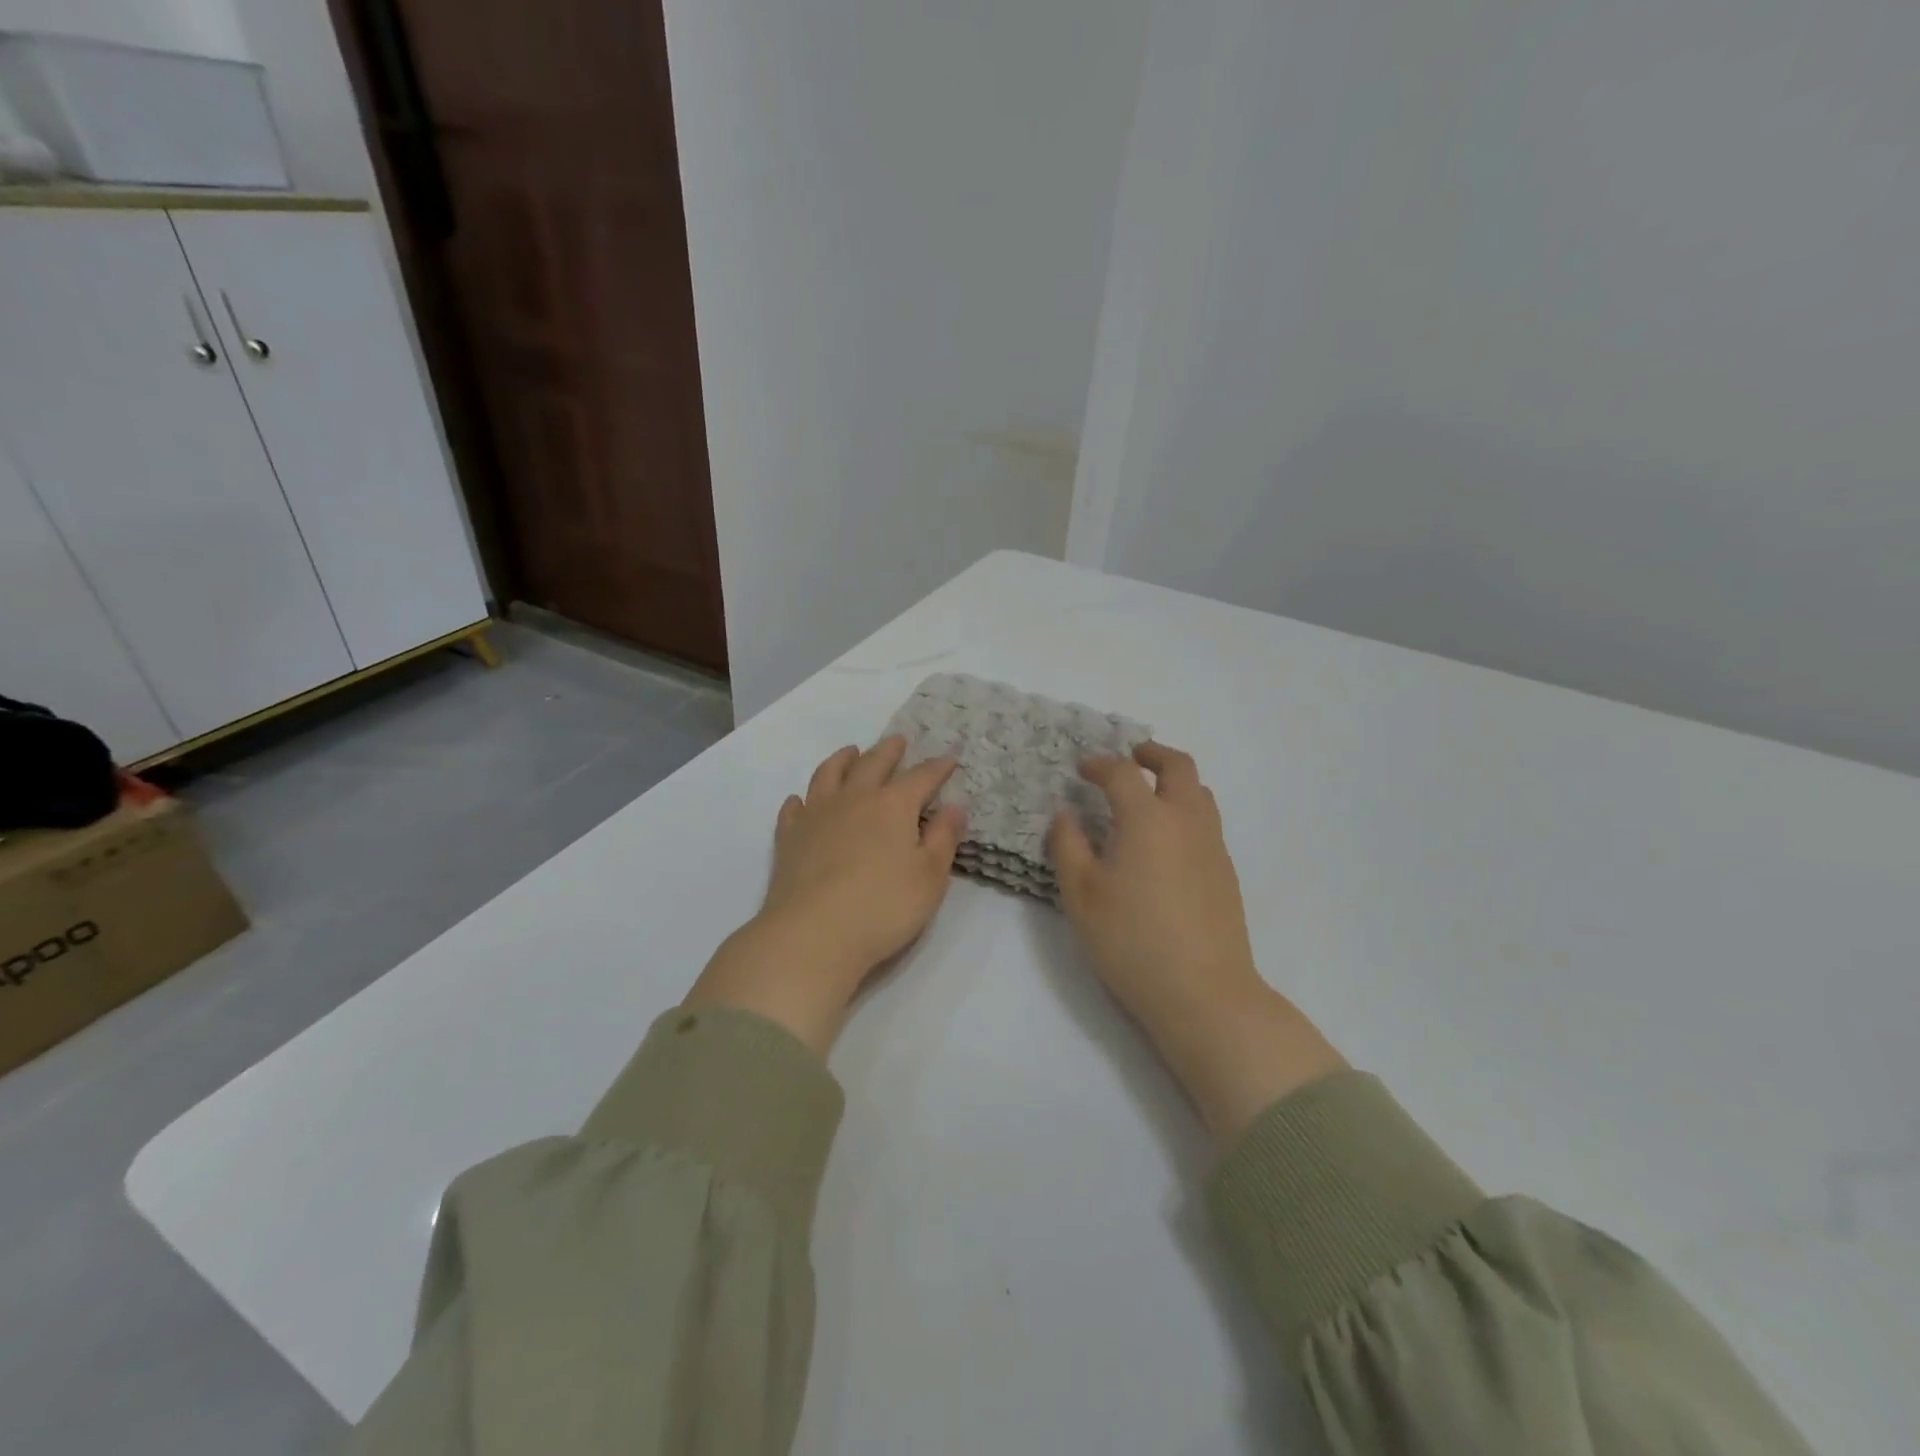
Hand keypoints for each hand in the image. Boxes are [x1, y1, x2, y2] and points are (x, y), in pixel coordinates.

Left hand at [685, 736, 965, 1054]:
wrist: (811, 935)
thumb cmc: (882, 907)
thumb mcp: (930, 876)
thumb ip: (944, 838)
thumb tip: (955, 805)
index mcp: (892, 805)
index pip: (921, 777)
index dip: (938, 767)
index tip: (949, 759)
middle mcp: (853, 799)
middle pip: (873, 763)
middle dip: (889, 750)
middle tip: (898, 741)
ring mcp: (816, 815)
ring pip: (829, 774)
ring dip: (843, 759)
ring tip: (851, 752)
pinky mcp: (788, 838)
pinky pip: (794, 808)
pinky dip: (801, 799)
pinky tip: (801, 801)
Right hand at [1049, 743, 1345, 1144]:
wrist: (1203, 993)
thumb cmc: (1130, 940)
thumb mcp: (1081, 894)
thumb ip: (1068, 845)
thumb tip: (1066, 813)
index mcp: (1148, 818)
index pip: (1123, 773)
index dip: (1100, 764)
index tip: (1082, 769)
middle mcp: (1186, 820)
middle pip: (1178, 766)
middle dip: (1152, 754)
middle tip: (1131, 756)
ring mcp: (1212, 846)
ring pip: (1200, 793)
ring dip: (1174, 781)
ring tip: (1149, 795)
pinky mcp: (1226, 872)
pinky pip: (1207, 822)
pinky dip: (1186, 810)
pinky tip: (1167, 841)